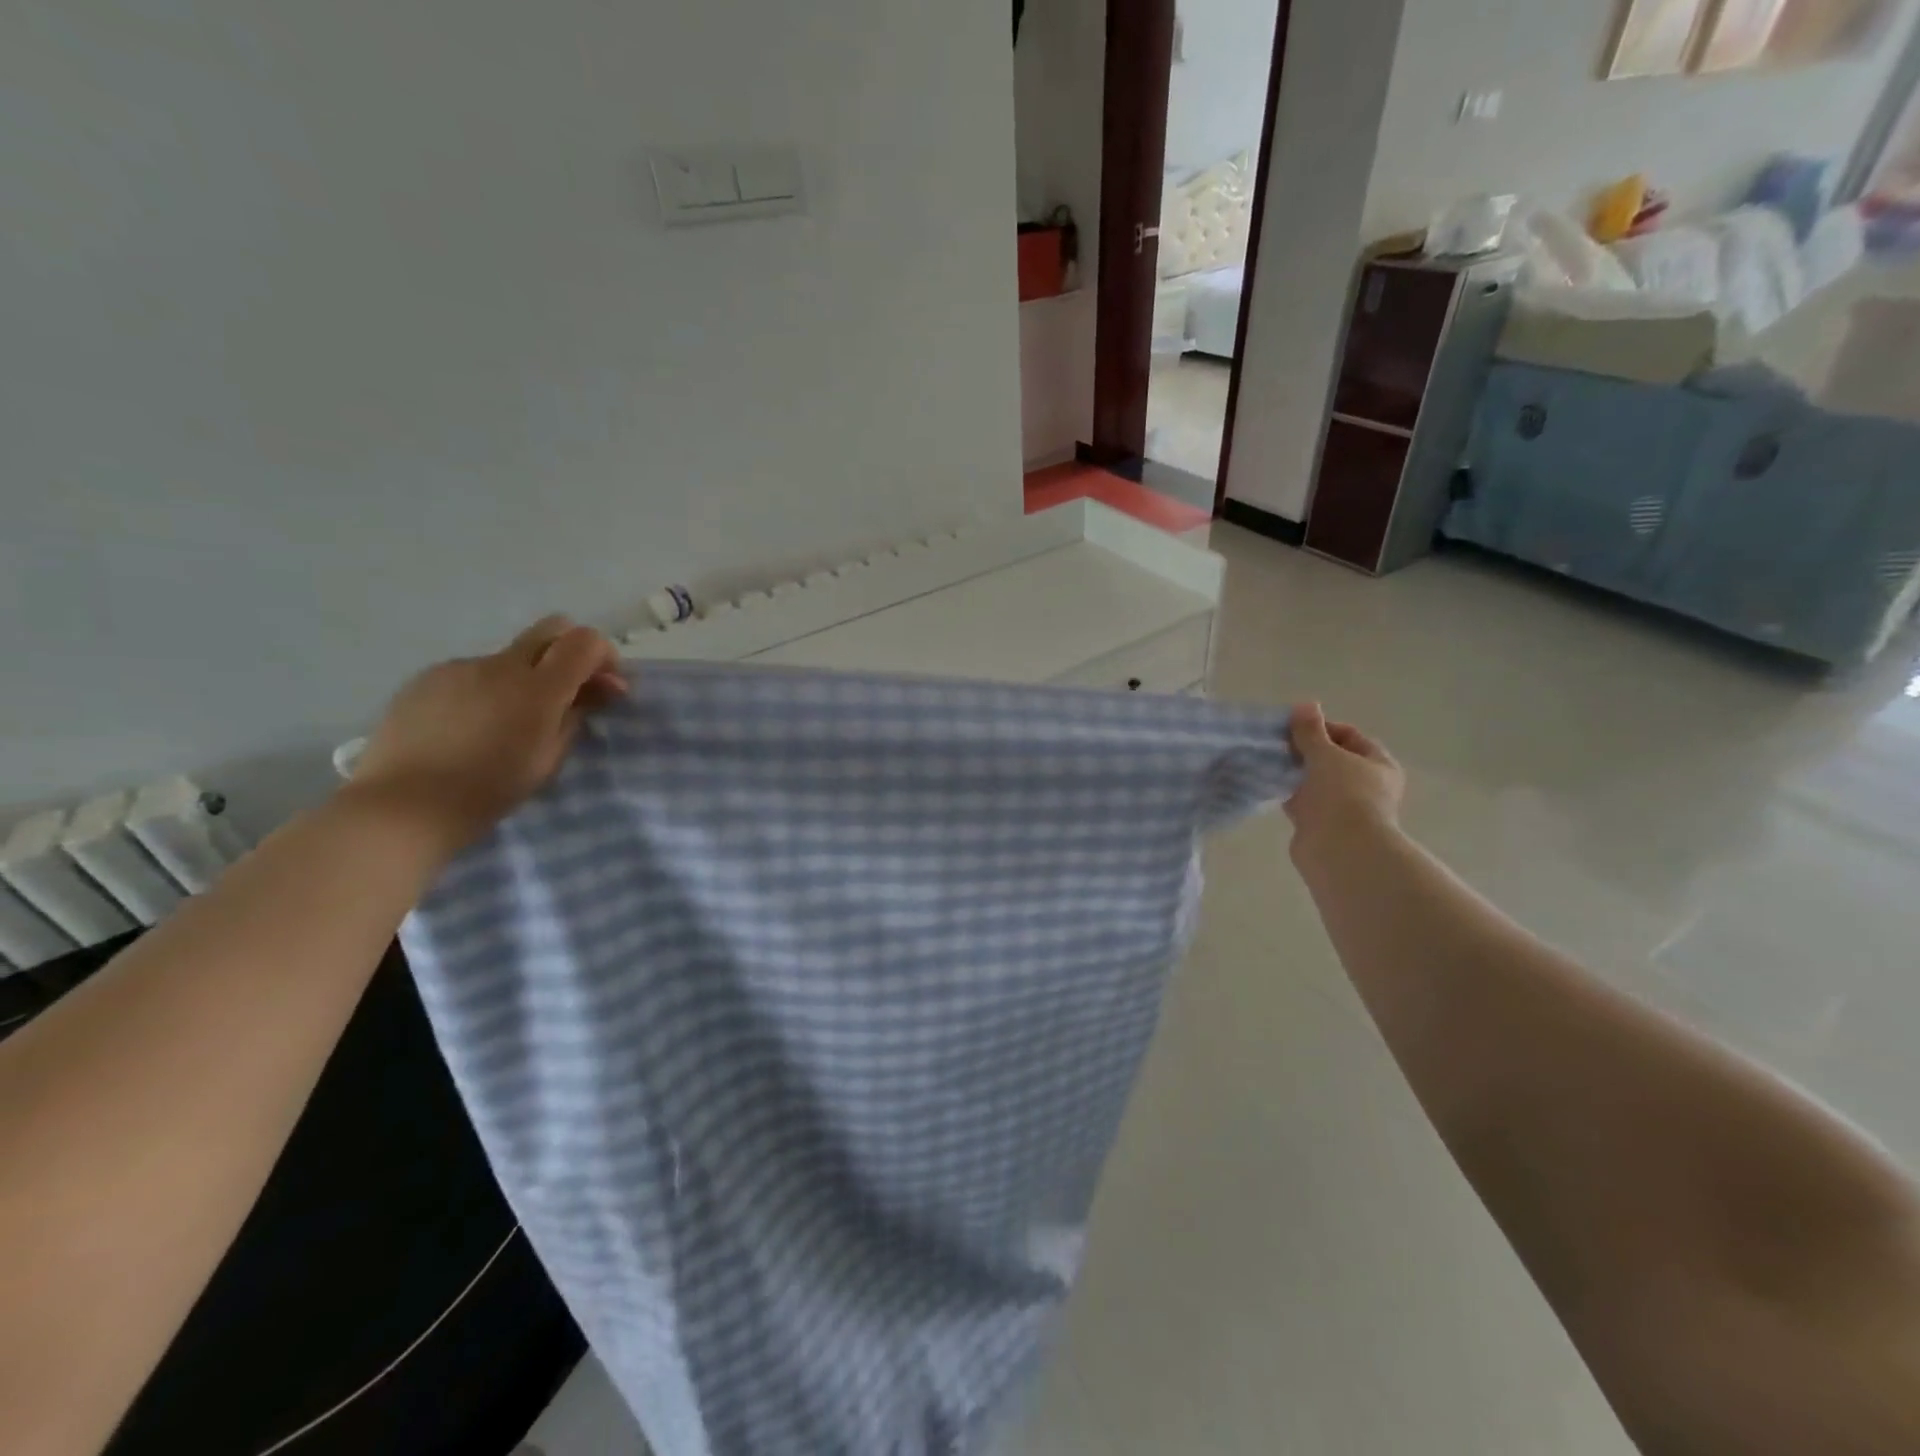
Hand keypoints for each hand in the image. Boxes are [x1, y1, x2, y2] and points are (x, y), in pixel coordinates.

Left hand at [348, 616, 628, 854]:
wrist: (404, 806)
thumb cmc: (489, 790)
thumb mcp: (550, 758)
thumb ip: (577, 714)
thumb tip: (601, 688)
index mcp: (538, 688)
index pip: (584, 641)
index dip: (603, 655)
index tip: (606, 684)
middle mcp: (500, 665)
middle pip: (550, 629)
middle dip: (570, 650)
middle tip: (570, 689)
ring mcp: (460, 666)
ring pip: (509, 657)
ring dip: (524, 676)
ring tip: (509, 721)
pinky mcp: (427, 677)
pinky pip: (472, 673)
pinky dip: (486, 689)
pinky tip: (472, 725)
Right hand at [1284, 702, 1405, 865]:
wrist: (1339, 850)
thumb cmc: (1341, 795)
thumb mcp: (1325, 754)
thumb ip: (1310, 731)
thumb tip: (1305, 705)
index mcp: (1379, 765)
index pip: (1350, 736)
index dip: (1322, 728)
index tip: (1294, 728)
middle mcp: (1367, 785)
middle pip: (1333, 759)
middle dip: (1306, 751)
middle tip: (1278, 745)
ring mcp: (1345, 807)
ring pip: (1316, 782)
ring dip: (1296, 773)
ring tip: (1270, 763)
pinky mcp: (1324, 825)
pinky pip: (1304, 802)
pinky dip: (1290, 794)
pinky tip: (1271, 786)